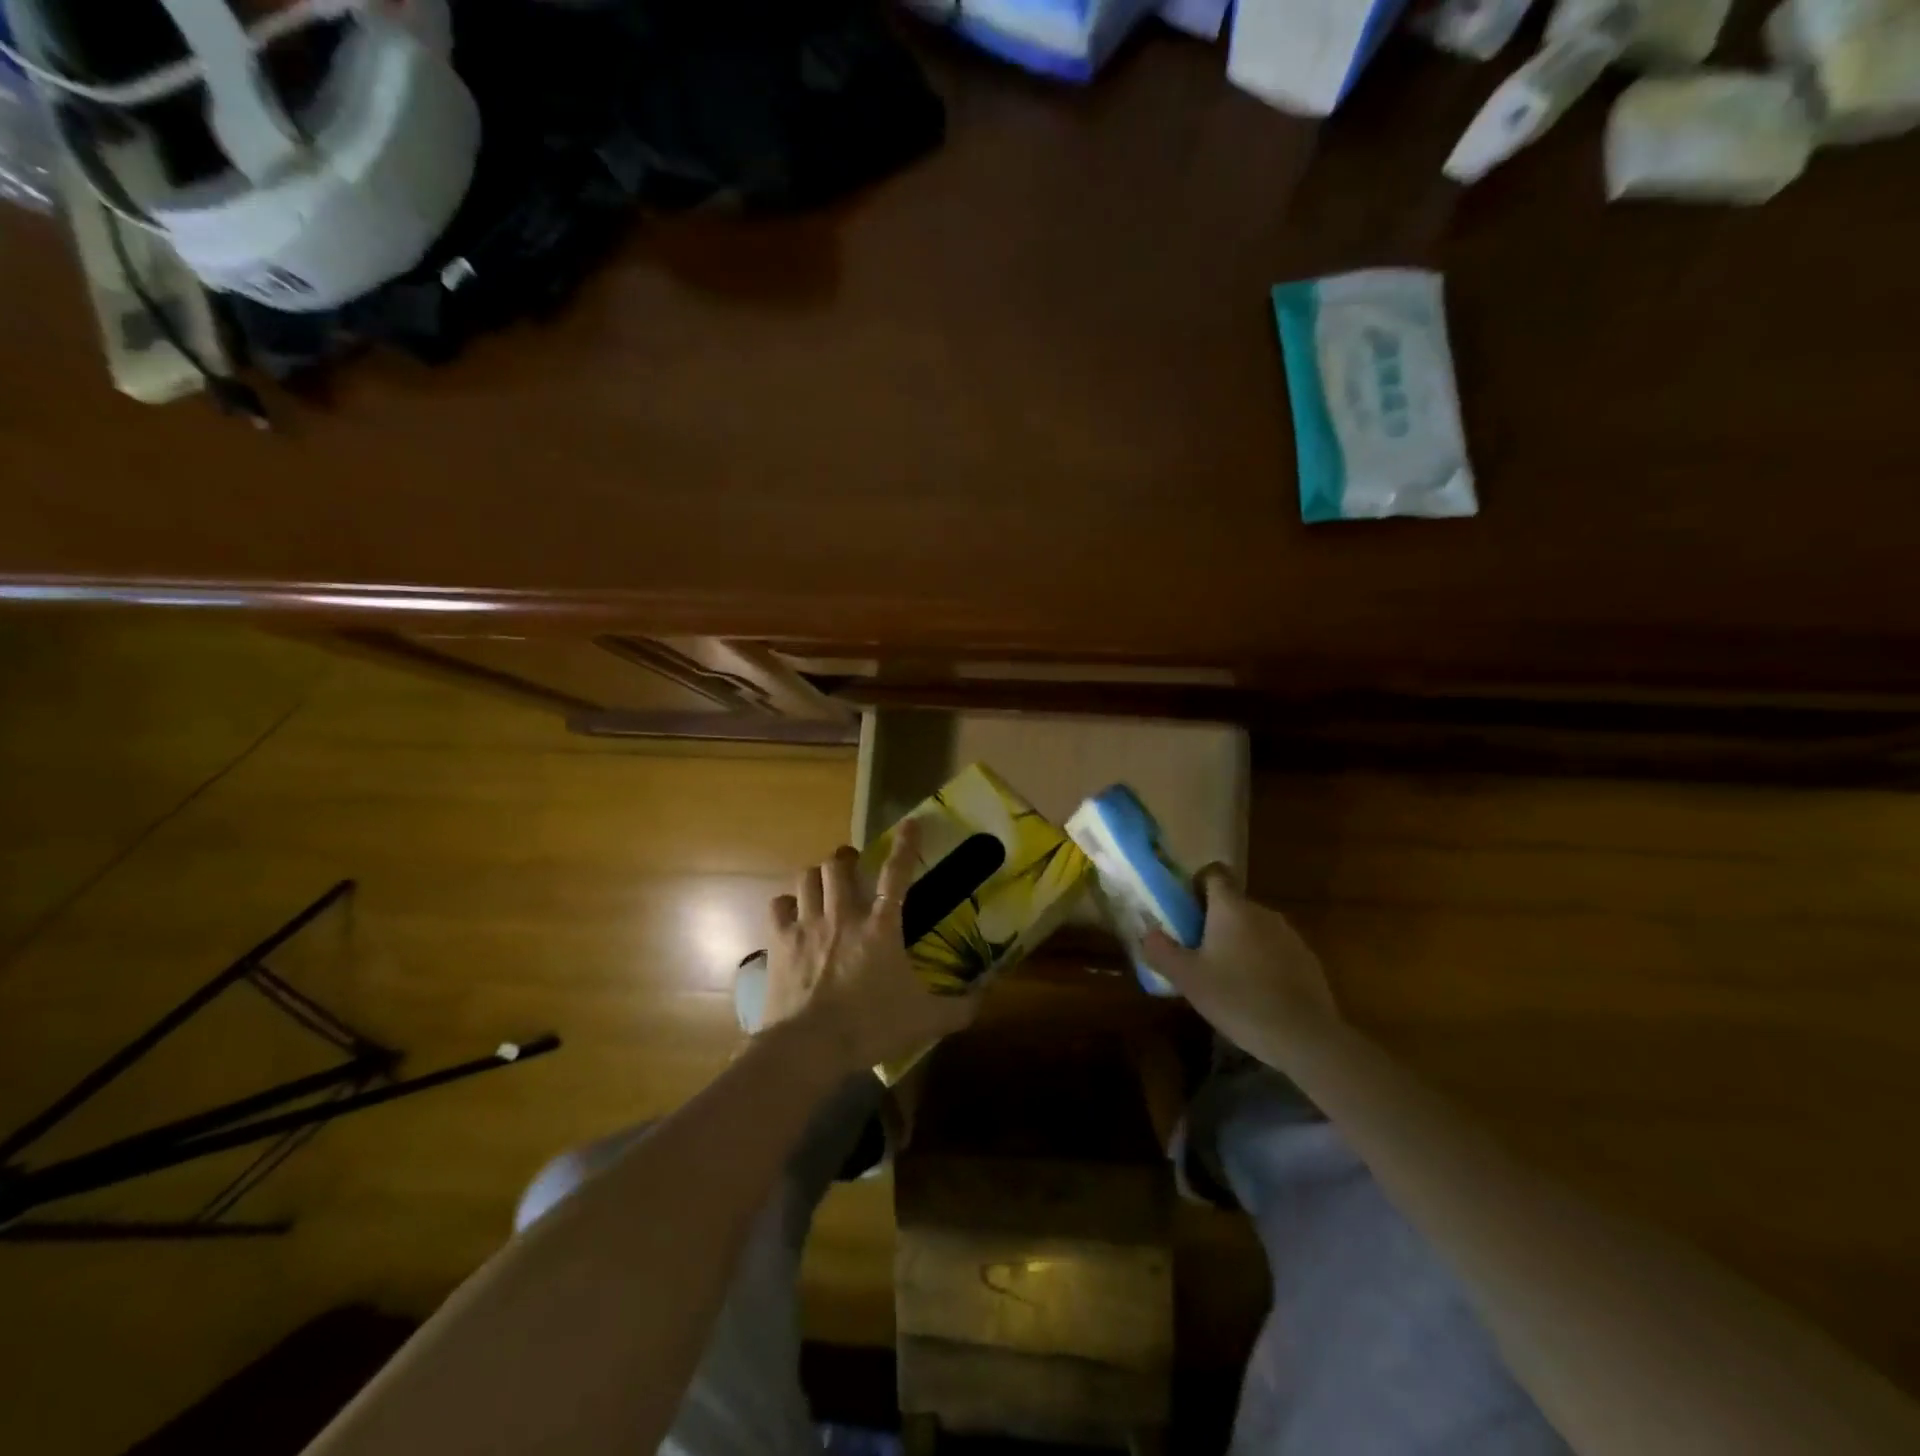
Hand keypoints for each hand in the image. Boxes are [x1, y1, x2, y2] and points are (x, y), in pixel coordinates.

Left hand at [765, 821, 977, 1074]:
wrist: (809, 1047)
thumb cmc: (871, 1027)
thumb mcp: (925, 1021)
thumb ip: (958, 1008)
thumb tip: (985, 998)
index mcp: (882, 927)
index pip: (897, 874)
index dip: (906, 844)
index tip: (911, 822)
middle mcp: (844, 915)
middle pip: (839, 865)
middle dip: (846, 858)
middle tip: (853, 865)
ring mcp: (808, 925)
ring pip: (807, 877)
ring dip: (817, 876)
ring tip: (824, 883)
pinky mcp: (780, 942)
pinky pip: (778, 906)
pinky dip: (786, 905)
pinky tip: (792, 912)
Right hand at [1142, 867, 1340, 1060]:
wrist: (1305, 1036)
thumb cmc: (1239, 999)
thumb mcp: (1187, 978)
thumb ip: (1161, 951)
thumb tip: (1147, 932)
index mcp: (1231, 908)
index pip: (1213, 873)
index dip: (1195, 885)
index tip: (1184, 911)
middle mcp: (1261, 911)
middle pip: (1231, 903)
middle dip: (1212, 921)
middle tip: (1195, 952)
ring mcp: (1288, 934)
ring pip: (1253, 927)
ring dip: (1238, 942)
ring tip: (1224, 977)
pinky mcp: (1307, 959)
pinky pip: (1274, 949)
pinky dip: (1261, 962)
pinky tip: (1254, 994)